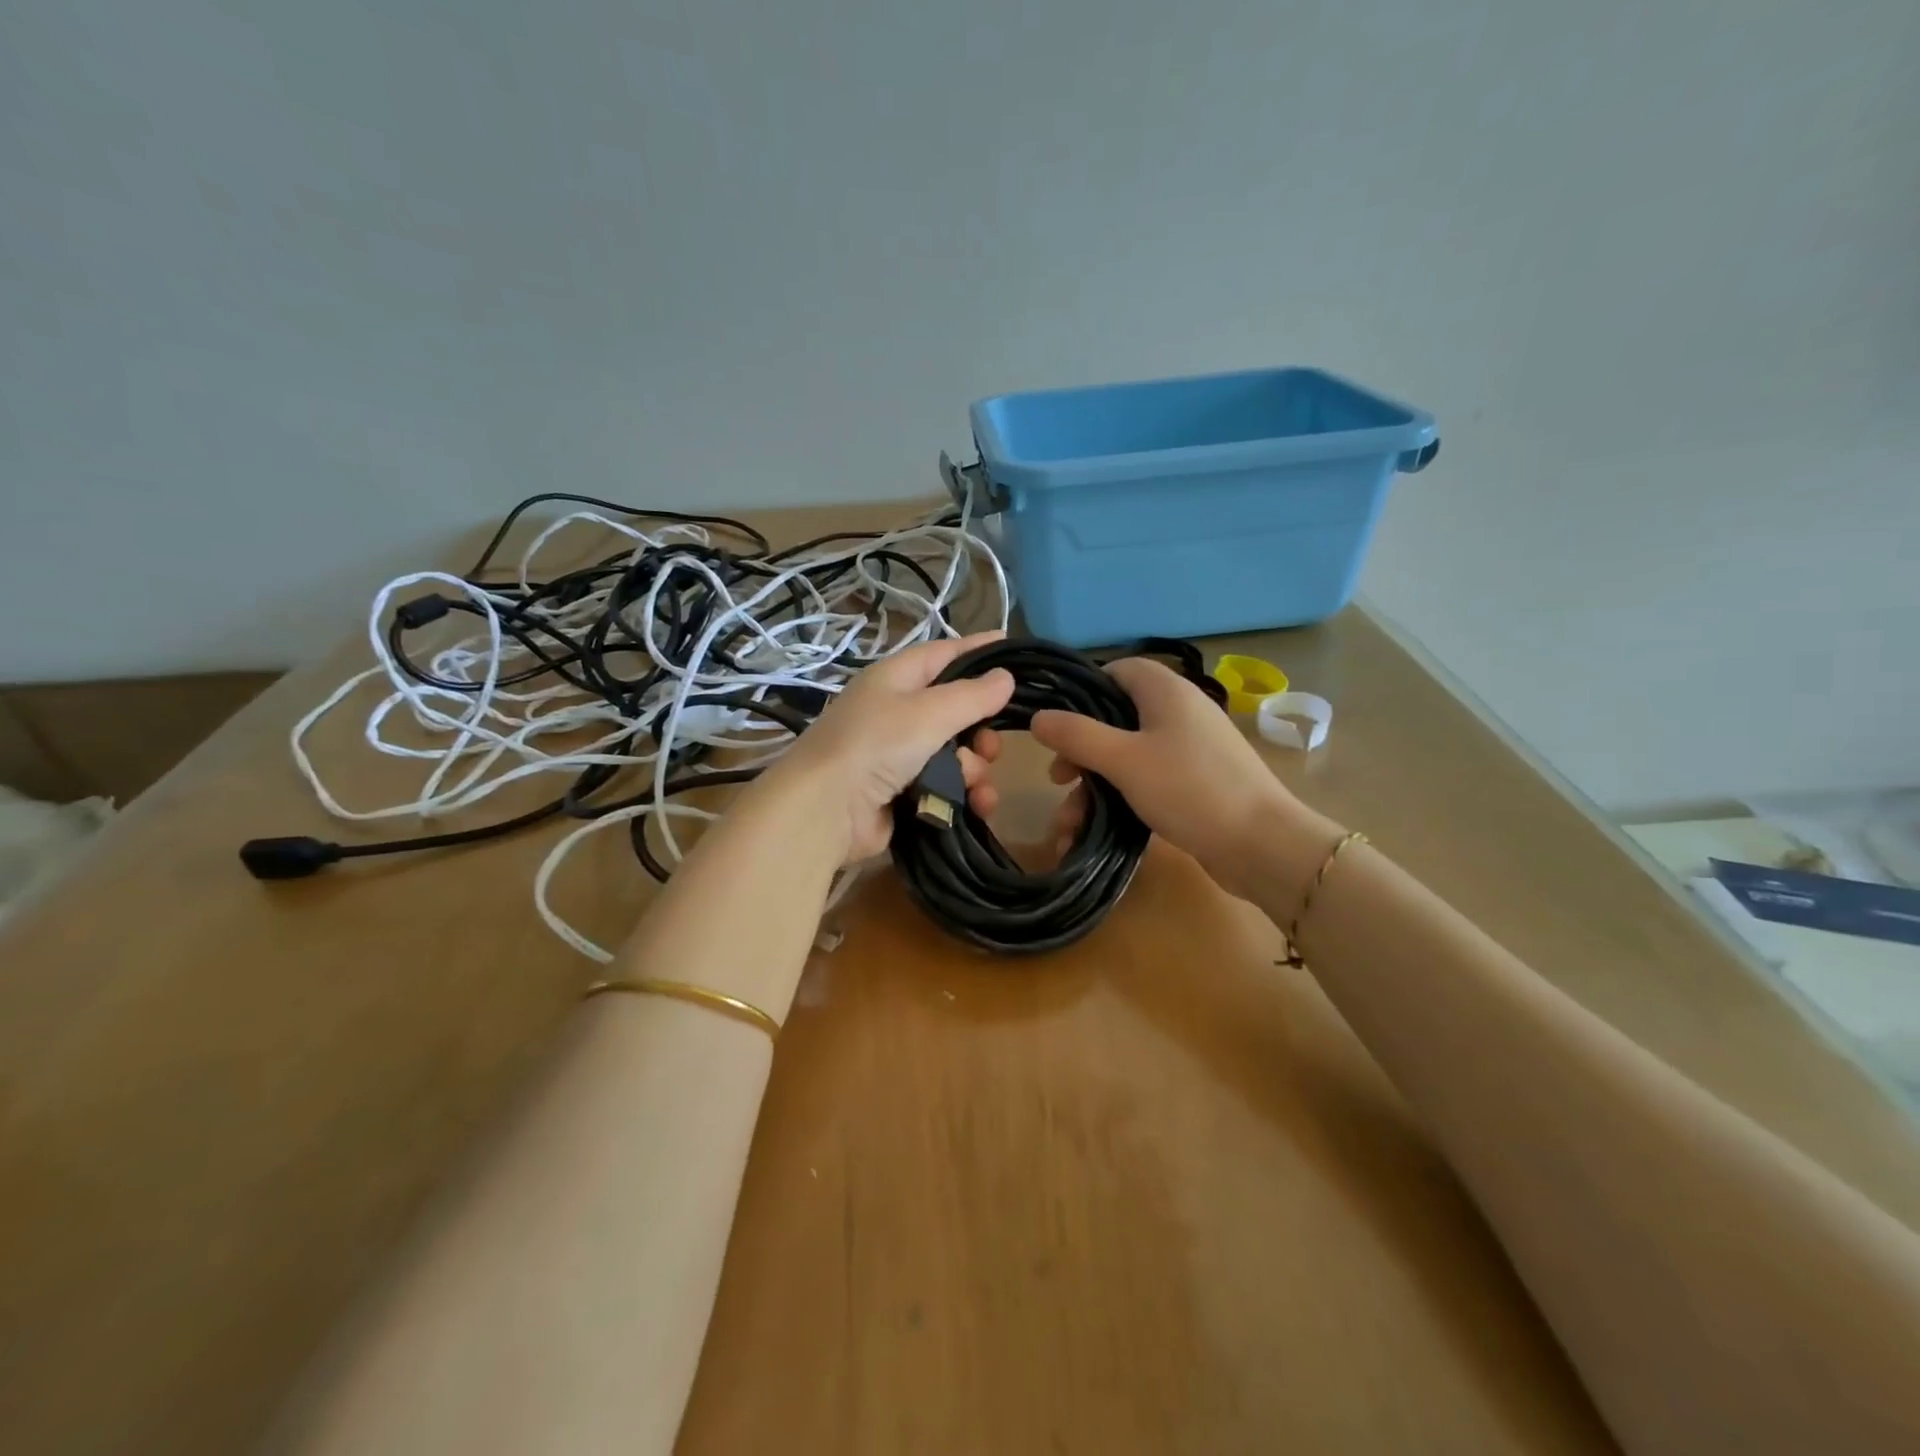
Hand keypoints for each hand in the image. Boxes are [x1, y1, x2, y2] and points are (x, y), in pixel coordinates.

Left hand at [759, 631, 1012, 864]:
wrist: (825, 810)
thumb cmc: (876, 744)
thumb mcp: (928, 712)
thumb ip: (972, 696)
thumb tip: (1006, 677)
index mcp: (896, 679)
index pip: (944, 654)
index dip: (978, 650)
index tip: (1012, 647)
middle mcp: (898, 713)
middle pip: (957, 712)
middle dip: (981, 730)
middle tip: (989, 746)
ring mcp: (900, 756)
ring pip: (957, 754)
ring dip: (974, 769)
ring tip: (974, 783)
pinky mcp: (905, 794)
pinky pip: (948, 787)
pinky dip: (966, 795)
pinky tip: (978, 805)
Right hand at [1007, 657, 1331, 901]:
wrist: (1262, 845)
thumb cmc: (1189, 789)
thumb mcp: (1124, 760)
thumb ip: (1077, 736)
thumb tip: (1038, 717)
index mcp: (1166, 691)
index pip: (1118, 670)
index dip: (1083, 691)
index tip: (1057, 723)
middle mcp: (1179, 712)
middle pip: (1116, 719)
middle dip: (1081, 752)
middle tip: (1059, 779)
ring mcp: (1190, 750)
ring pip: (1127, 757)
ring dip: (1094, 787)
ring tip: (1069, 825)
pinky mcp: (1195, 784)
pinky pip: (1146, 783)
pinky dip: (1119, 801)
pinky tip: (1093, 833)